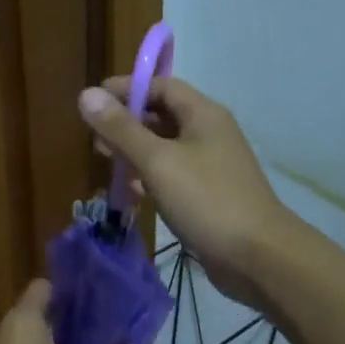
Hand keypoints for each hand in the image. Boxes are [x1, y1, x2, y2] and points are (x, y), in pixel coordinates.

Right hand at [78, 76, 289, 309]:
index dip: (126, 90)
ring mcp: (210, 164)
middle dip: (126, 124)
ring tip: (108, 166)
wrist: (259, 258)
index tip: (93, 103)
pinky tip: (132, 193)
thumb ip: (121, 128)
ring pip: (164, 147)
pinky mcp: (208, 193)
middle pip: (161, 115)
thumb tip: (86, 94)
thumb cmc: (207, 200)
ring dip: (135, 152)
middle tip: (96, 141)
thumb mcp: (157, 162)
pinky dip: (149, 177)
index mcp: (203, 114)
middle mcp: (208, 132)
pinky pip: (172, 173)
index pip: (160, 86)